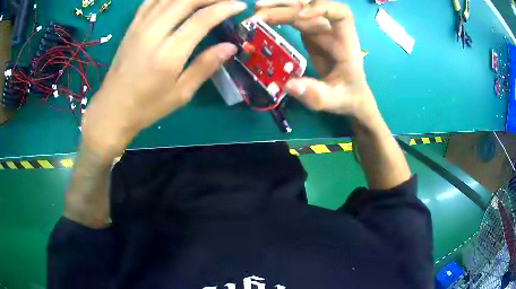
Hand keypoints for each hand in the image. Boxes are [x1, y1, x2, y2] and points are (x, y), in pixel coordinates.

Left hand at [82, 0, 246, 158]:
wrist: (112, 109)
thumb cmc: (147, 107)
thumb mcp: (181, 94)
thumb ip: (205, 66)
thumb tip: (230, 47)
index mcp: (169, 54)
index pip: (201, 19)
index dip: (224, 8)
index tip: (240, 5)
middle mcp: (153, 33)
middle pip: (186, 0)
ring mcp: (140, 27)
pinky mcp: (131, 26)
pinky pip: (151, 0)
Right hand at [254, 0, 378, 125]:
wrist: (350, 96)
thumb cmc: (348, 96)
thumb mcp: (334, 100)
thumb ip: (316, 95)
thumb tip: (288, 86)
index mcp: (345, 41)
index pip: (340, 13)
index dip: (321, 8)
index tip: (300, 15)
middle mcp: (332, 30)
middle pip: (312, 6)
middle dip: (287, 5)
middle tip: (260, 10)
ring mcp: (320, 30)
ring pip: (299, 9)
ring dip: (278, 8)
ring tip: (256, 10)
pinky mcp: (310, 34)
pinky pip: (293, 19)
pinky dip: (277, 17)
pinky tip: (262, 19)